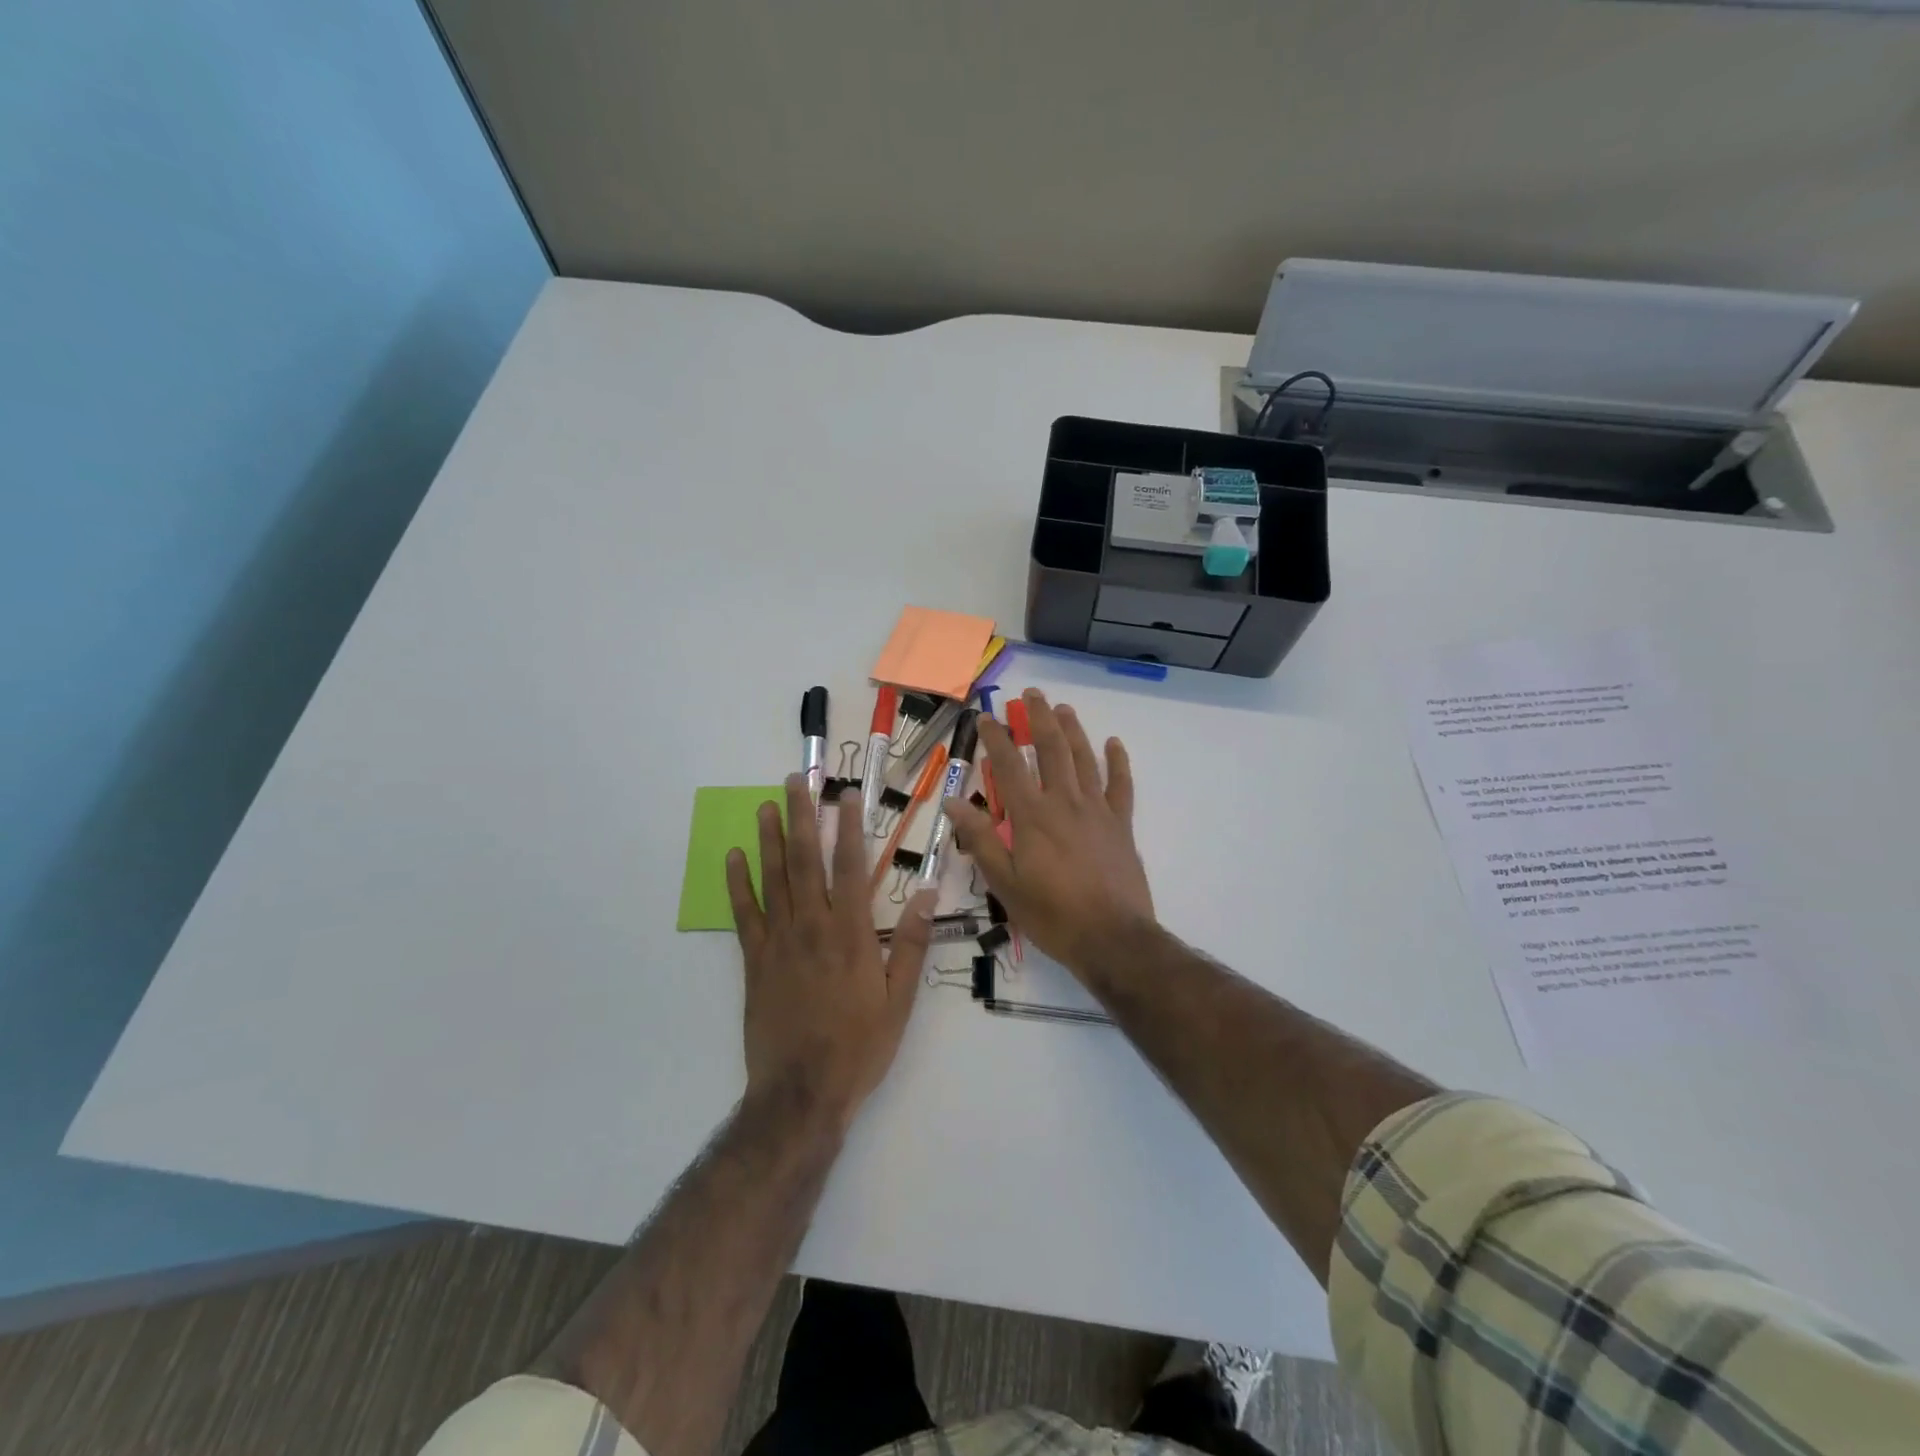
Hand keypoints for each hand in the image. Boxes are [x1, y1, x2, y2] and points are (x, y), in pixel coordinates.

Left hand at [727, 776, 936, 1129]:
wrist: (802, 1093)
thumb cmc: (858, 1047)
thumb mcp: (899, 1001)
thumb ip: (911, 945)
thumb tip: (928, 895)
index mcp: (850, 934)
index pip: (849, 868)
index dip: (848, 828)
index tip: (845, 795)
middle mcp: (812, 927)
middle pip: (804, 861)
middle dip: (800, 817)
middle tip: (795, 781)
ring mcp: (779, 943)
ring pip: (772, 879)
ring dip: (768, 839)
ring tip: (764, 805)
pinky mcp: (754, 962)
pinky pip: (744, 915)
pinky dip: (738, 884)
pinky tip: (733, 858)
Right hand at [947, 689, 1155, 979]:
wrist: (1112, 937)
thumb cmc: (1051, 914)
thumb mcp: (1004, 883)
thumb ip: (980, 839)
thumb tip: (953, 802)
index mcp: (1032, 815)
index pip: (1009, 764)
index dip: (995, 737)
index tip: (985, 717)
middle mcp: (1064, 801)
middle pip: (1051, 748)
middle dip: (1039, 718)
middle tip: (1032, 695)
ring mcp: (1097, 809)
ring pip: (1084, 758)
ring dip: (1072, 730)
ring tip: (1063, 708)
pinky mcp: (1121, 824)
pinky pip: (1121, 785)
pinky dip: (1117, 761)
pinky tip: (1114, 743)